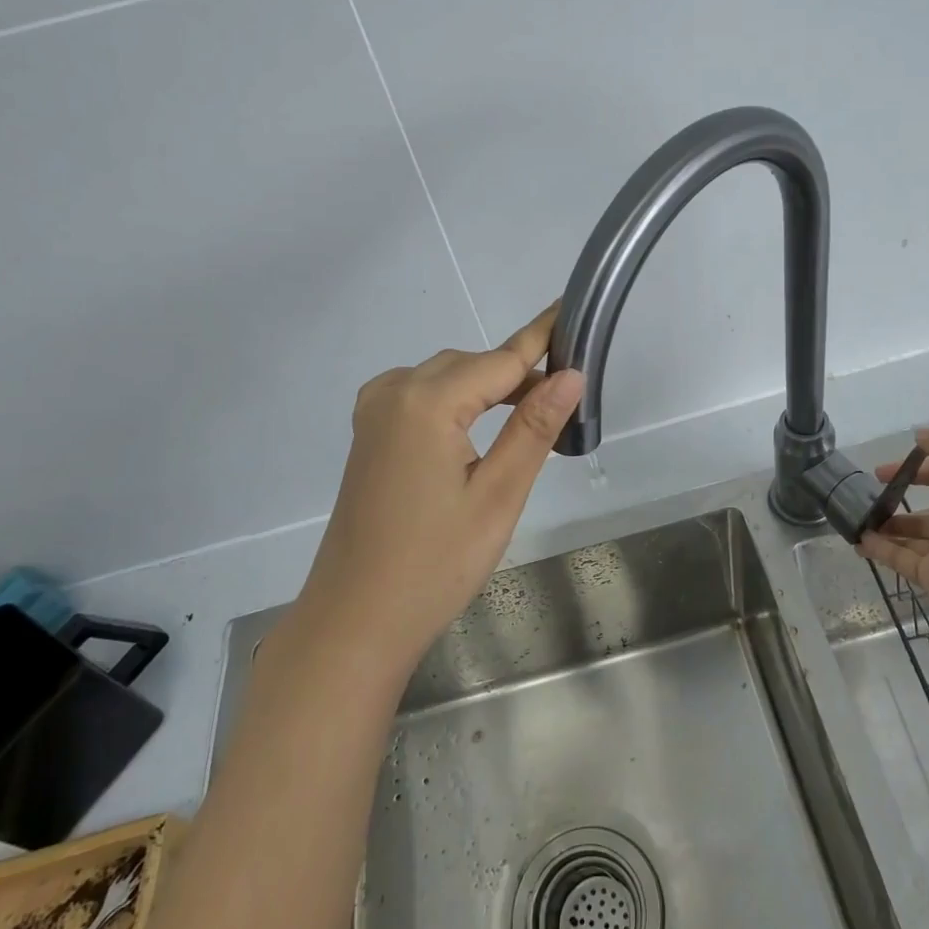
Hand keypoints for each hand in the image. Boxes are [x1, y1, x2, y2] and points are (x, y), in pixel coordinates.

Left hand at [292, 305, 584, 668]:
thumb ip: (533, 428)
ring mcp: (374, 412)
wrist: (355, 619)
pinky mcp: (369, 433)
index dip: (542, 337)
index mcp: (426, 402)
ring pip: (447, 378)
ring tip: (532, 418)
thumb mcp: (497, 496)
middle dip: (519, 376)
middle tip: (566, 404)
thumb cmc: (434, 564)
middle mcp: (394, 392)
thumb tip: (572, 374)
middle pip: (472, 365)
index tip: (573, 309)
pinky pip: (422, 396)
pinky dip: (458, 401)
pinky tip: (478, 429)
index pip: (501, 359)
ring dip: (489, 389)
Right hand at [856, 426, 928, 642]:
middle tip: (870, 493)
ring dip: (887, 524)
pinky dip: (881, 548)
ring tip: (858, 520)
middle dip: (899, 495)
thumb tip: (922, 434)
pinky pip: (902, 556)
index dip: (916, 465)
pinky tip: (859, 542)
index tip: (886, 468)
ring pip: (913, 532)